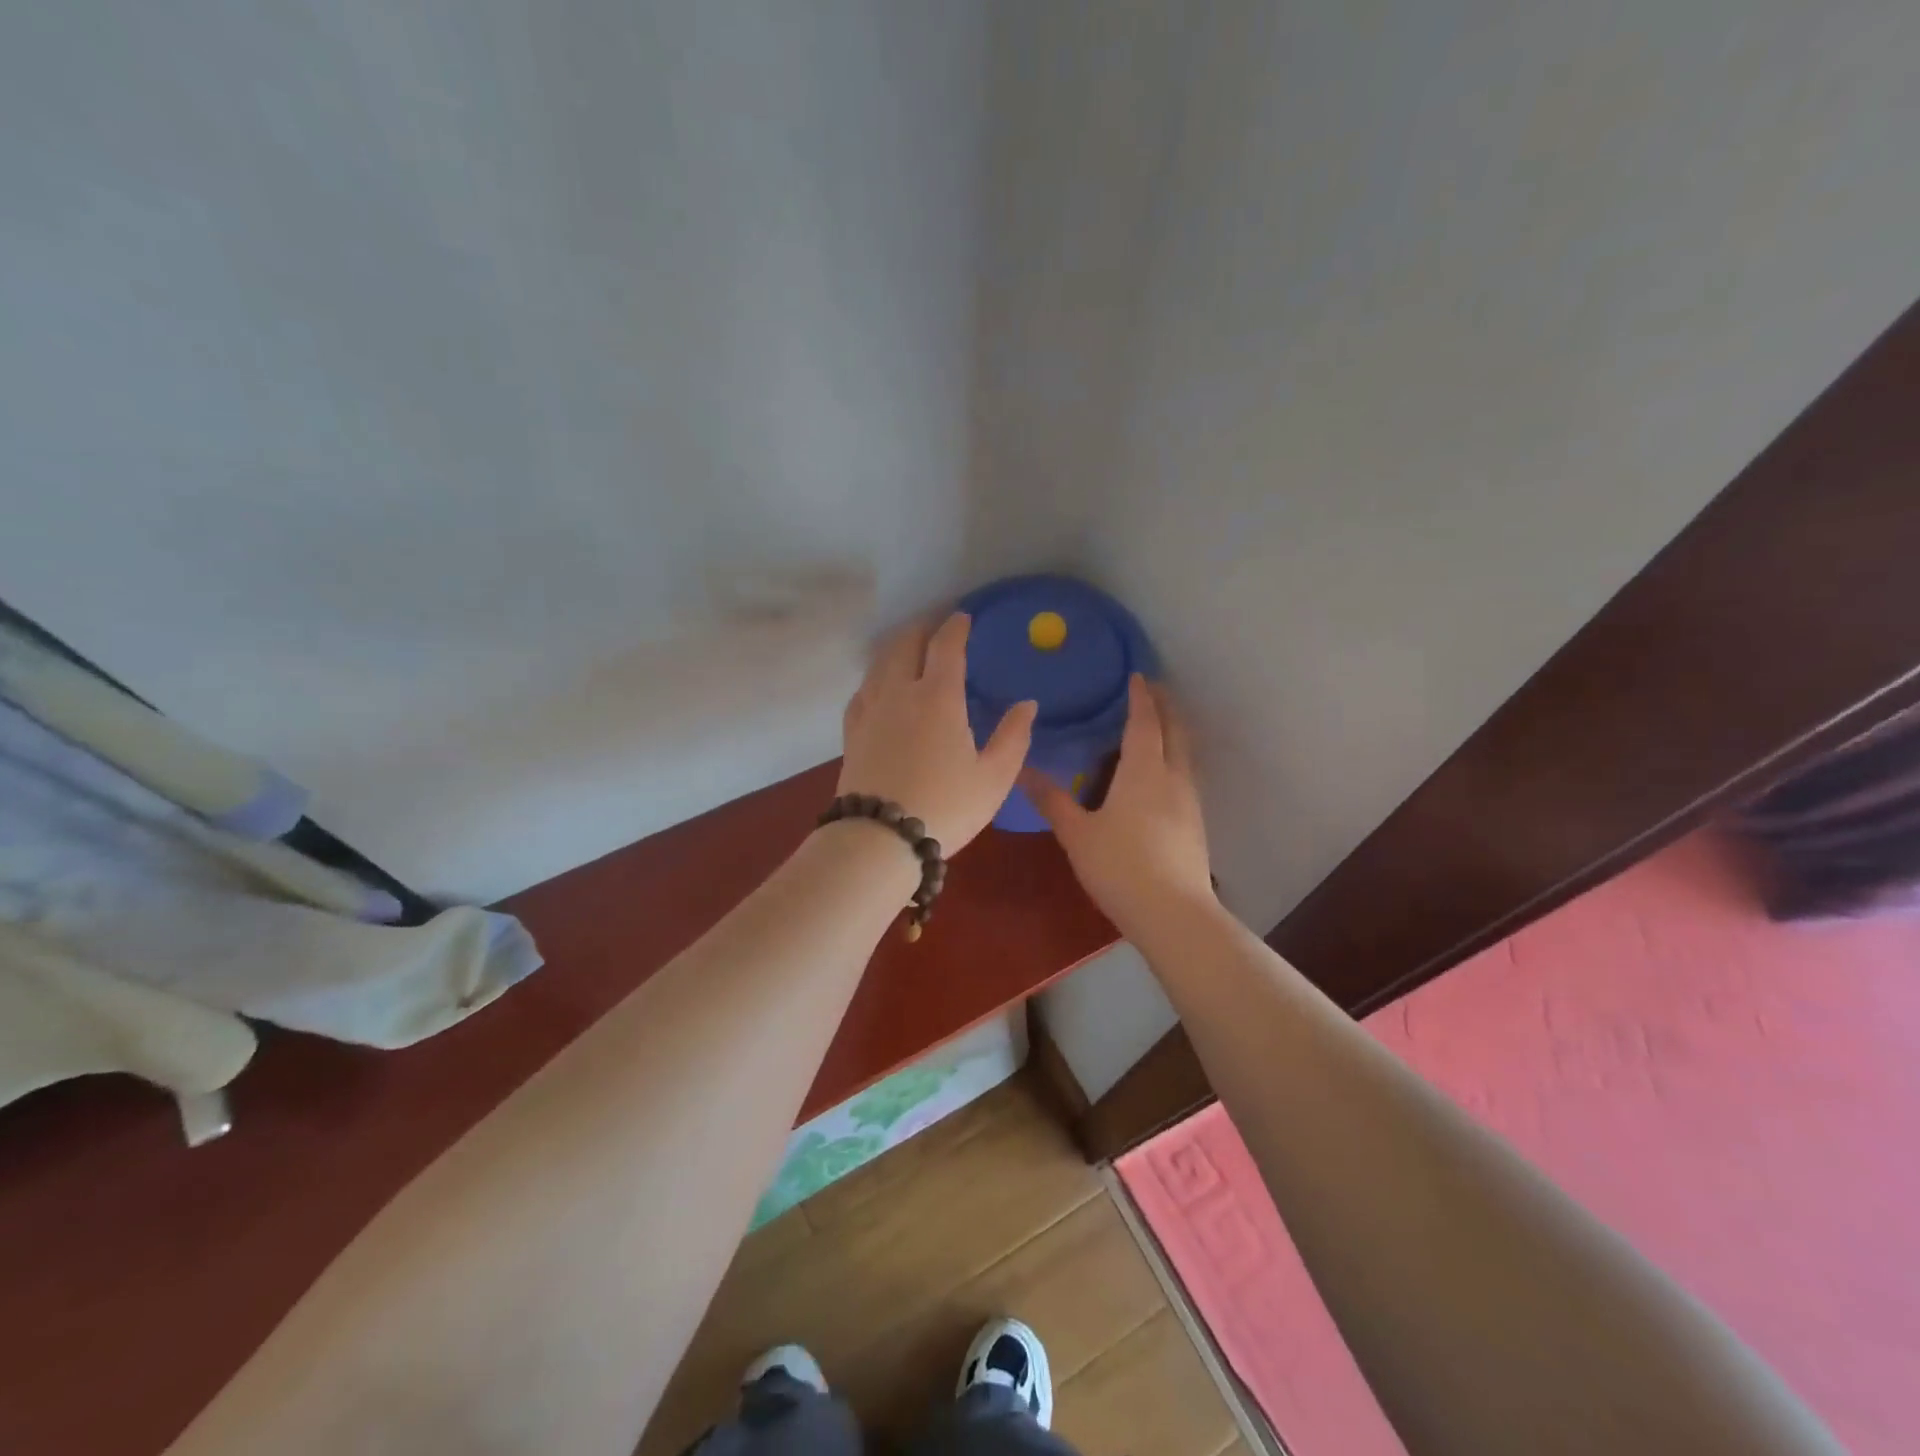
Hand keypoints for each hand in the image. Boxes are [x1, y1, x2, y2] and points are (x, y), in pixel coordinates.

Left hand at [838, 612, 1036, 854]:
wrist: (880, 838)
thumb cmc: (946, 807)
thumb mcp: (994, 778)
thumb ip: (1013, 737)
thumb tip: (1027, 704)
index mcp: (938, 697)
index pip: (945, 645)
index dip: (956, 626)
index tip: (963, 616)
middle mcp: (899, 692)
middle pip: (905, 643)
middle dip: (922, 628)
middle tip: (936, 626)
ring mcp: (870, 710)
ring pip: (879, 662)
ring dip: (897, 647)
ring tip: (910, 649)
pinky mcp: (852, 731)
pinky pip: (863, 690)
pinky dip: (876, 677)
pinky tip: (880, 687)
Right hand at [1021, 676, 1214, 930]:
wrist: (1174, 914)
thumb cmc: (1120, 866)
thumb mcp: (1077, 834)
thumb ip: (1052, 801)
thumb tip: (1022, 770)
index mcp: (1144, 770)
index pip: (1144, 721)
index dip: (1141, 697)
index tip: (1138, 676)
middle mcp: (1173, 777)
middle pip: (1175, 731)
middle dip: (1165, 706)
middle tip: (1152, 690)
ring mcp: (1189, 801)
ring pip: (1184, 754)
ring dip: (1172, 733)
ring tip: (1155, 727)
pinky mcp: (1195, 824)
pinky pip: (1185, 776)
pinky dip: (1173, 759)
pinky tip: (1159, 776)